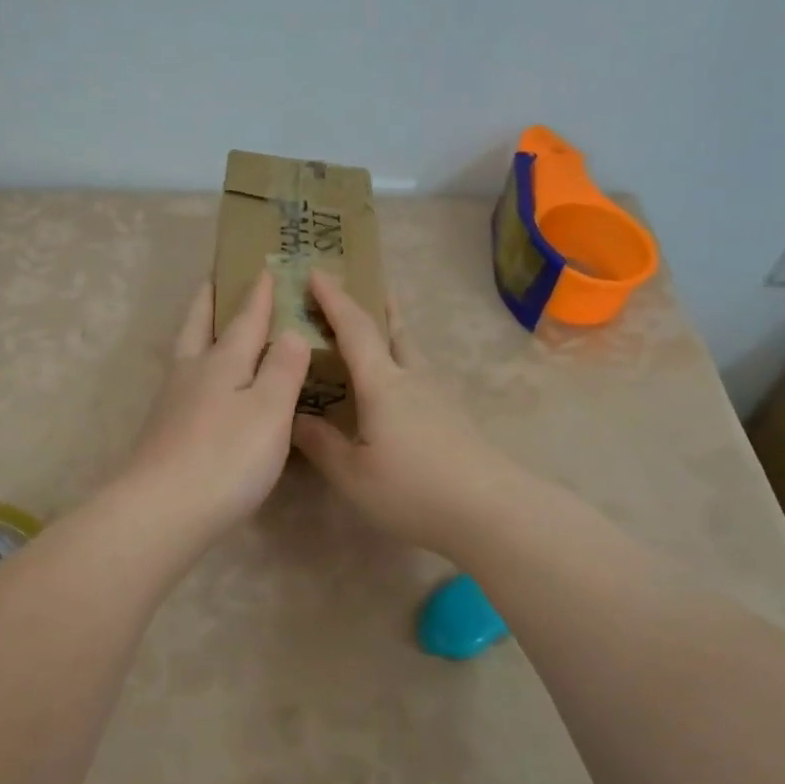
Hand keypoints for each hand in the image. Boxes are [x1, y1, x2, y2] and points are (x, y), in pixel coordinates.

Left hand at [121, 271, 311, 534]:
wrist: (161, 511)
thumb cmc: (226, 458)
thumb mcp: (269, 411)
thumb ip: (282, 369)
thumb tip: (291, 331)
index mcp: (222, 362)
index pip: (246, 320)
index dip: (259, 295)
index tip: (265, 268)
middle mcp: (192, 374)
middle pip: (199, 326)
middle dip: (210, 301)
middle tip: (213, 279)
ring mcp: (172, 403)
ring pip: (186, 354)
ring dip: (197, 331)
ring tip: (206, 325)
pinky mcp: (163, 432)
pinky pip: (183, 383)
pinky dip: (194, 368)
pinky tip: (200, 386)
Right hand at [291, 271, 527, 556]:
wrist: (490, 511)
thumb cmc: (412, 490)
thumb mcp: (353, 475)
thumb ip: (322, 444)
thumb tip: (294, 417)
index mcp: (383, 384)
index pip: (354, 329)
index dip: (334, 299)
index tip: (317, 272)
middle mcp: (413, 379)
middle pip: (394, 329)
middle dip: (375, 305)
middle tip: (363, 286)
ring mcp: (440, 396)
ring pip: (413, 351)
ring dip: (394, 332)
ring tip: (381, 331)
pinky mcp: (455, 417)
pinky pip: (422, 375)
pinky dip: (404, 364)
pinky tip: (402, 388)